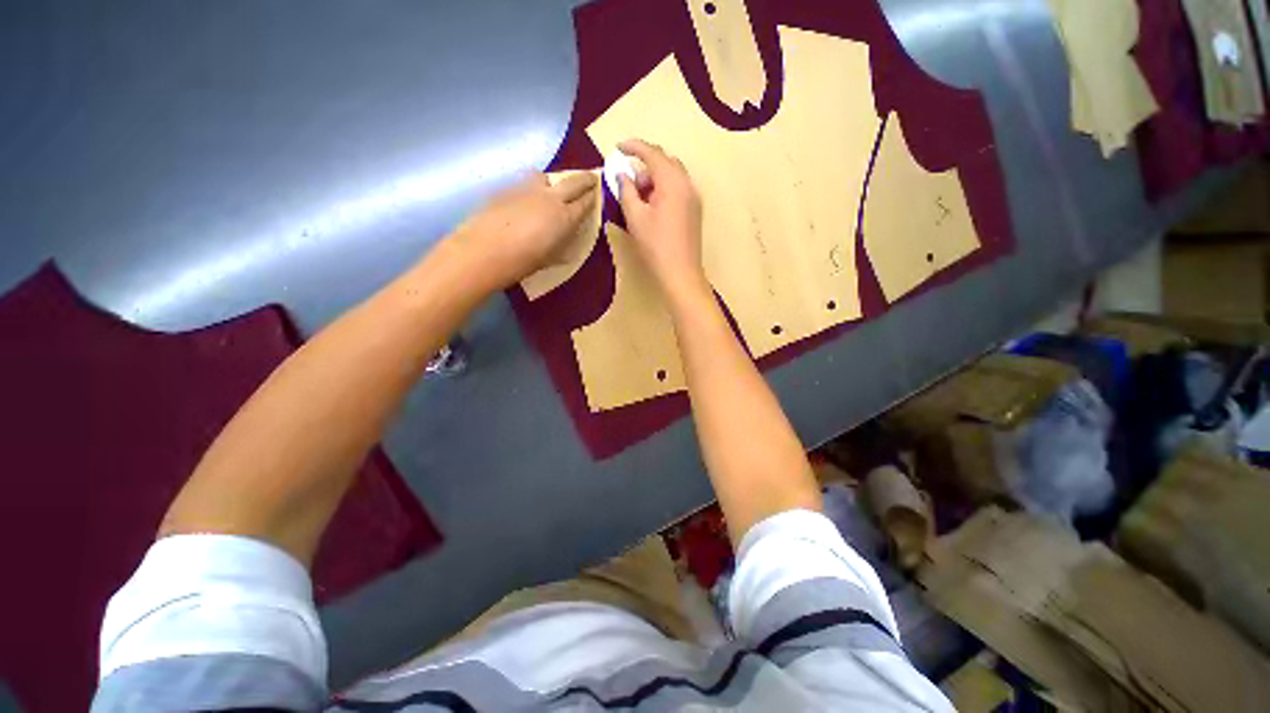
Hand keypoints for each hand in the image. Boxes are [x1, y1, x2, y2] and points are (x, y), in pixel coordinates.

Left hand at [448, 171, 597, 290]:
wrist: (483, 252)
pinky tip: (524, 202)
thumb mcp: (550, 259)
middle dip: (585, 179)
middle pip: (573, 182)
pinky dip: (529, 190)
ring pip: (545, 177)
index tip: (598, 192)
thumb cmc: (522, 263)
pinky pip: (523, 184)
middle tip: (592, 177)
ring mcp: (526, 190)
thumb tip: (565, 239)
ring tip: (550, 190)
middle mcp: (550, 198)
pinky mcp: (506, 190)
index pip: (585, 203)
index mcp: (565, 218)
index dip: (593, 197)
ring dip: (552, 182)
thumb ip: (561, 245)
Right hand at [615, 140, 707, 302]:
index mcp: (673, 182)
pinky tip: (653, 207)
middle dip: (645, 165)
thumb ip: (627, 191)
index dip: (634, 147)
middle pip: (665, 161)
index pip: (652, 153)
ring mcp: (694, 197)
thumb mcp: (635, 217)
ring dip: (654, 178)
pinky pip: (678, 188)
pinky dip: (663, 188)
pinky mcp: (695, 210)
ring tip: (640, 198)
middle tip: (629, 183)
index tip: (618, 147)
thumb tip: (623, 176)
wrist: (681, 273)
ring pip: (673, 175)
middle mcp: (687, 184)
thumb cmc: (656, 246)